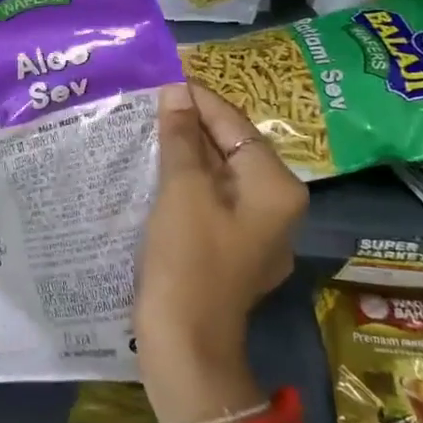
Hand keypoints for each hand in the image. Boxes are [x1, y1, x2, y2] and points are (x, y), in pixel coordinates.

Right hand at [135, 82, 306, 422]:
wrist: (184, 346)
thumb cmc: (188, 262)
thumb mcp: (182, 191)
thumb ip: (180, 138)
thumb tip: (176, 92)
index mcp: (276, 188)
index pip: (236, 126)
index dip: (199, 99)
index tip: (164, 76)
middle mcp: (275, 206)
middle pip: (230, 149)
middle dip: (190, 126)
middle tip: (148, 101)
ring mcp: (254, 232)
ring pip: (217, 176)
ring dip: (183, 153)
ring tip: (146, 128)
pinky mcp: (229, 249)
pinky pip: (209, 201)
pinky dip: (184, 182)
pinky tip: (154, 170)